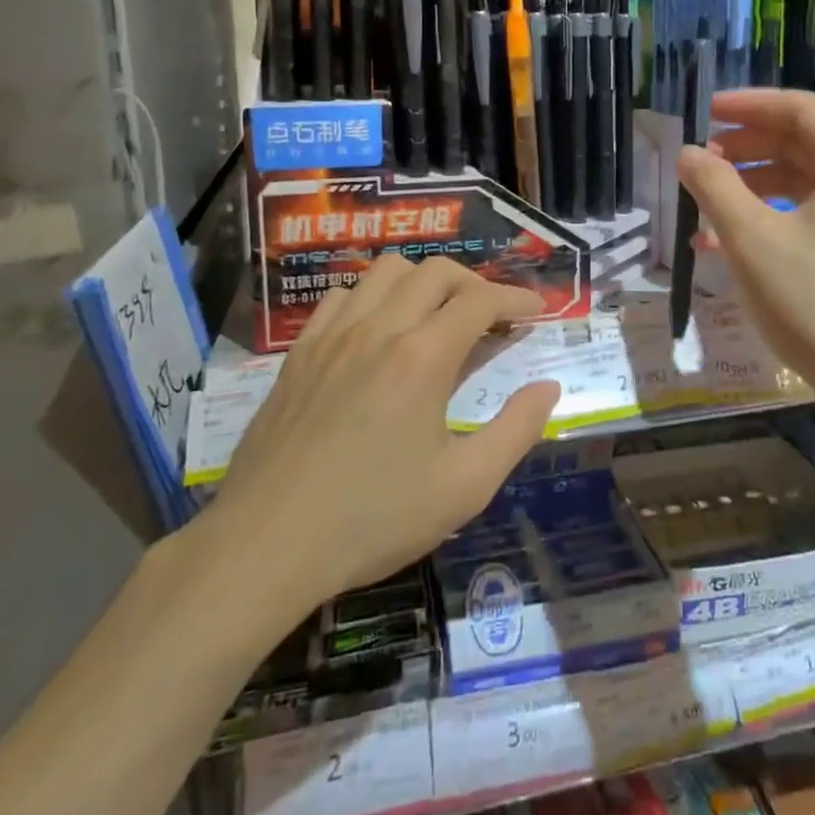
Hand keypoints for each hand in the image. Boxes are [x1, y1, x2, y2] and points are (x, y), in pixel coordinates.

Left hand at [190, 256, 559, 617]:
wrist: (266, 544)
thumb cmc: (373, 519)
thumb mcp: (464, 487)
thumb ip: (516, 430)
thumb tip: (548, 387)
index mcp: (423, 357)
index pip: (481, 300)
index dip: (516, 298)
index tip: (537, 310)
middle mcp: (379, 329)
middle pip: (436, 272)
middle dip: (475, 284)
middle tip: (492, 317)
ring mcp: (333, 335)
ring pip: (386, 271)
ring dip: (423, 281)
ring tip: (438, 315)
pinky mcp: (300, 351)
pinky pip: (342, 295)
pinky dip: (373, 296)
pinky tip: (378, 330)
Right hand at [677, 89, 814, 425]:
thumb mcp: (752, 239)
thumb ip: (715, 187)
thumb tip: (688, 153)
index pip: (799, 109)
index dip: (749, 104)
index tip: (706, 112)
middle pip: (801, 143)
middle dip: (746, 147)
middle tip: (702, 159)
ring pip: (801, 183)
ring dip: (750, 186)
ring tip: (704, 203)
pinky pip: (808, 217)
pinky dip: (767, 219)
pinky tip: (724, 244)